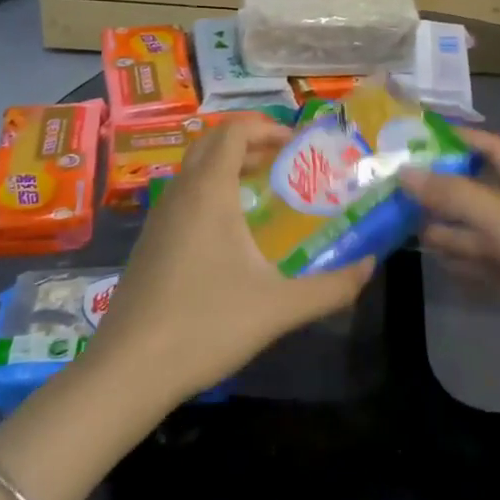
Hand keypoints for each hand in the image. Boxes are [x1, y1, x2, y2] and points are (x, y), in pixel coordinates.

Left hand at [89, 116, 375, 406]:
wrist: (128, 371)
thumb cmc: (206, 325)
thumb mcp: (280, 307)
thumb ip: (331, 286)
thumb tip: (371, 266)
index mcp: (209, 191)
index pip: (234, 131)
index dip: (267, 128)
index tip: (298, 144)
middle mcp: (181, 193)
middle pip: (212, 142)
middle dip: (250, 141)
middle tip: (284, 161)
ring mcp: (159, 217)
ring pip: (194, 169)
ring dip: (228, 165)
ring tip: (265, 191)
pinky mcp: (149, 242)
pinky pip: (184, 195)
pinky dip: (211, 191)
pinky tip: (232, 233)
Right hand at [402, 129, 499, 390]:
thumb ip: (458, 198)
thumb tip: (405, 171)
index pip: (490, 150)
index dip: (457, 139)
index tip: (413, 136)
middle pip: (477, 194)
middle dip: (440, 190)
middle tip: (389, 190)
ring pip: (477, 235)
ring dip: (445, 229)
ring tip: (400, 225)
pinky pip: (486, 270)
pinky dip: (461, 264)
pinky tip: (435, 261)